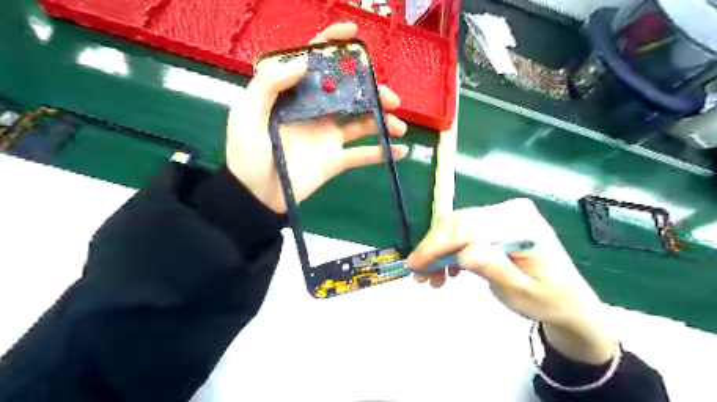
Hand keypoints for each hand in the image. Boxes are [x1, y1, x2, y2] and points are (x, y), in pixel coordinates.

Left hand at [227, 22, 409, 210]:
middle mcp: (316, 111)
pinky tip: (399, 151)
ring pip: (362, 121)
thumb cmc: (248, 154)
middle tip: (391, 99)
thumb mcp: (247, 115)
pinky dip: (382, 152)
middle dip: (373, 91)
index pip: (315, 63)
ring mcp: (328, 136)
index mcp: (295, 96)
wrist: (257, 196)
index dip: (333, 44)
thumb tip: (303, 60)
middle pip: (349, 93)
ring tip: (398, 126)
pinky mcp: (336, 159)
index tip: (353, 34)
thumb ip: (269, 85)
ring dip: (383, 121)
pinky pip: (363, 154)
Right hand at [406, 198, 612, 363]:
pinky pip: (464, 229)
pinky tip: (448, 268)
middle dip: (432, 248)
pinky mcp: (496, 220)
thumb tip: (463, 253)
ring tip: (433, 277)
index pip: (466, 229)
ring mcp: (503, 212)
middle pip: (457, 223)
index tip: (414, 265)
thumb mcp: (520, 291)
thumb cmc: (546, 298)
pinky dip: (450, 248)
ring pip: (456, 225)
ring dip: (439, 250)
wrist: (568, 298)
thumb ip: (494, 269)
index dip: (434, 246)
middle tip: (420, 274)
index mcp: (520, 224)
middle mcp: (510, 210)